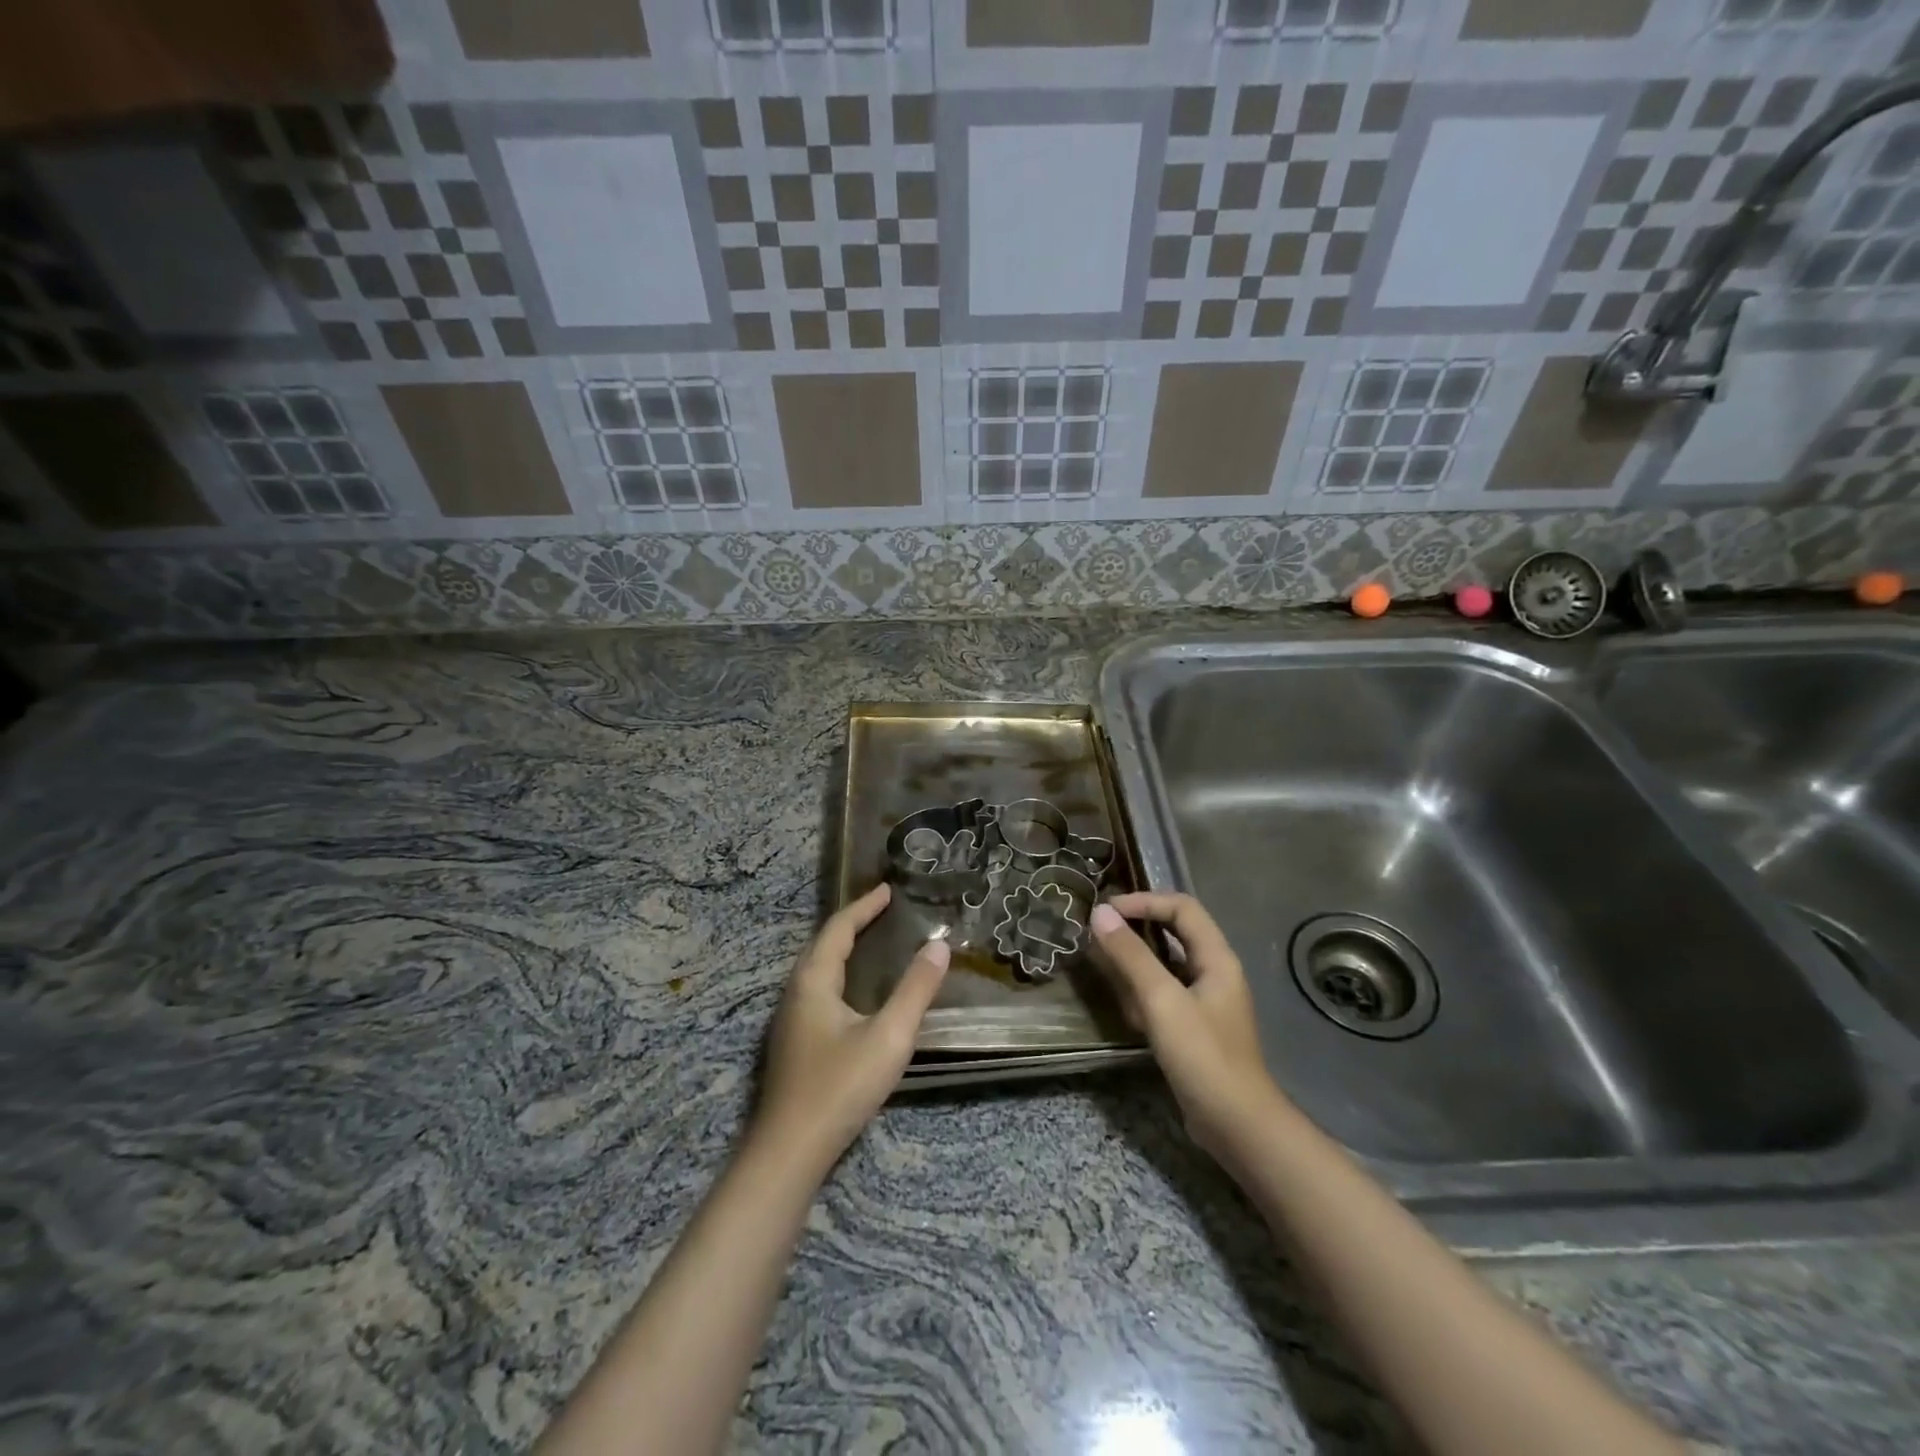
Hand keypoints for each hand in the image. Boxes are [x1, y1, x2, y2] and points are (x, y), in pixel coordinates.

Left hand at [754, 883, 948, 1174]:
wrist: (789, 1152)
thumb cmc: (839, 1087)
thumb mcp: (888, 1036)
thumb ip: (915, 989)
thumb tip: (938, 944)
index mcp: (813, 981)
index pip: (838, 929)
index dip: (864, 907)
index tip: (888, 890)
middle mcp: (796, 992)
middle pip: (823, 945)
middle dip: (853, 923)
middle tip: (882, 911)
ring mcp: (791, 1020)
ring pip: (818, 970)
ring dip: (844, 949)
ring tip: (871, 943)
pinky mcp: (794, 1043)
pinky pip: (818, 990)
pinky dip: (840, 974)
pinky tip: (855, 995)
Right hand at [1089, 893, 1279, 1156]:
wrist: (1237, 1126)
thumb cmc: (1203, 1056)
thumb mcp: (1161, 1000)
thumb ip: (1131, 955)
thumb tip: (1100, 913)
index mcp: (1216, 958)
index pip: (1181, 907)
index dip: (1143, 901)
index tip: (1106, 912)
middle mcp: (1214, 973)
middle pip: (1173, 933)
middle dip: (1135, 929)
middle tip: (1097, 933)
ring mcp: (1205, 1002)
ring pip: (1165, 965)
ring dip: (1134, 961)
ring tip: (1101, 965)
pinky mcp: (1194, 1028)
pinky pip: (1163, 995)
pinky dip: (1141, 992)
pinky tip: (1123, 1006)